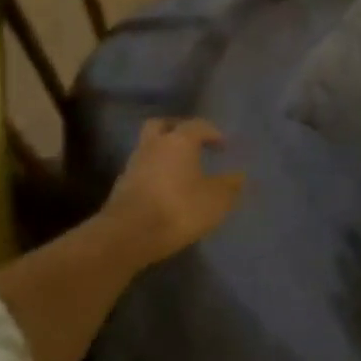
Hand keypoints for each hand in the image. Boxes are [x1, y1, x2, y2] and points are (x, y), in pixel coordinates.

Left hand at [102, 117, 245, 267]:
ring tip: (180, 170)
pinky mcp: (121, 187)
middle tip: (192, 143)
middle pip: (162, 126)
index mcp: (179, 141)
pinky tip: (164, 190)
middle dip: (177, 130)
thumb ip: (229, 186)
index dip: (212, 132)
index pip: (197, 125)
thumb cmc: (178, 209)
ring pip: (148, 148)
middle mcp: (153, 146)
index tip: (223, 145)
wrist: (128, 235)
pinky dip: (153, 174)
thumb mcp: (215, 200)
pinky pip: (141, 171)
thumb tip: (239, 176)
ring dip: (163, 154)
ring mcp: (133, 165)